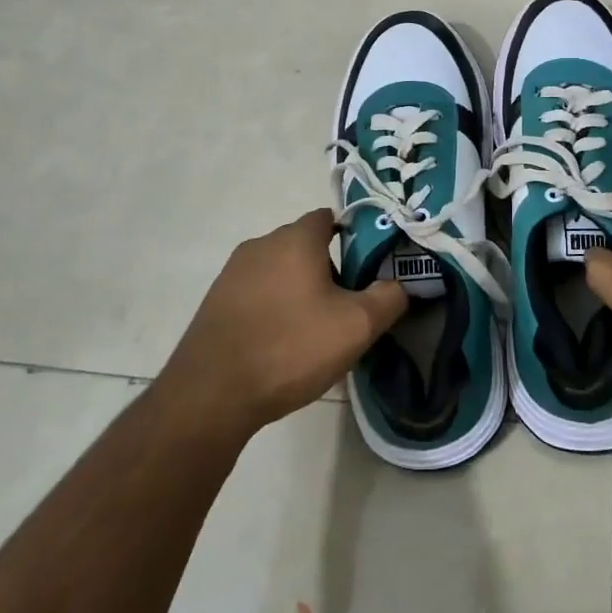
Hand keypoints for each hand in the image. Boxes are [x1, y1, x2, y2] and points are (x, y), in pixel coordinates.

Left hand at [158, 209, 407, 444]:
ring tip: (316, 329)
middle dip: (330, 267)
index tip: (370, 267)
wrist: (211, 394)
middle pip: (306, 245)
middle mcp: (261, 244)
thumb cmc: (291, 347)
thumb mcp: (357, 326)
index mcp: (295, 239)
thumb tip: (399, 284)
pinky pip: (258, 292)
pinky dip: (275, 306)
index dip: (355, 236)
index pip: (330, 218)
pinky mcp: (216, 301)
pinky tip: (282, 342)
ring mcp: (233, 273)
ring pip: (281, 270)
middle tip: (349, 305)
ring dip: (301, 289)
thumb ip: (389, 297)